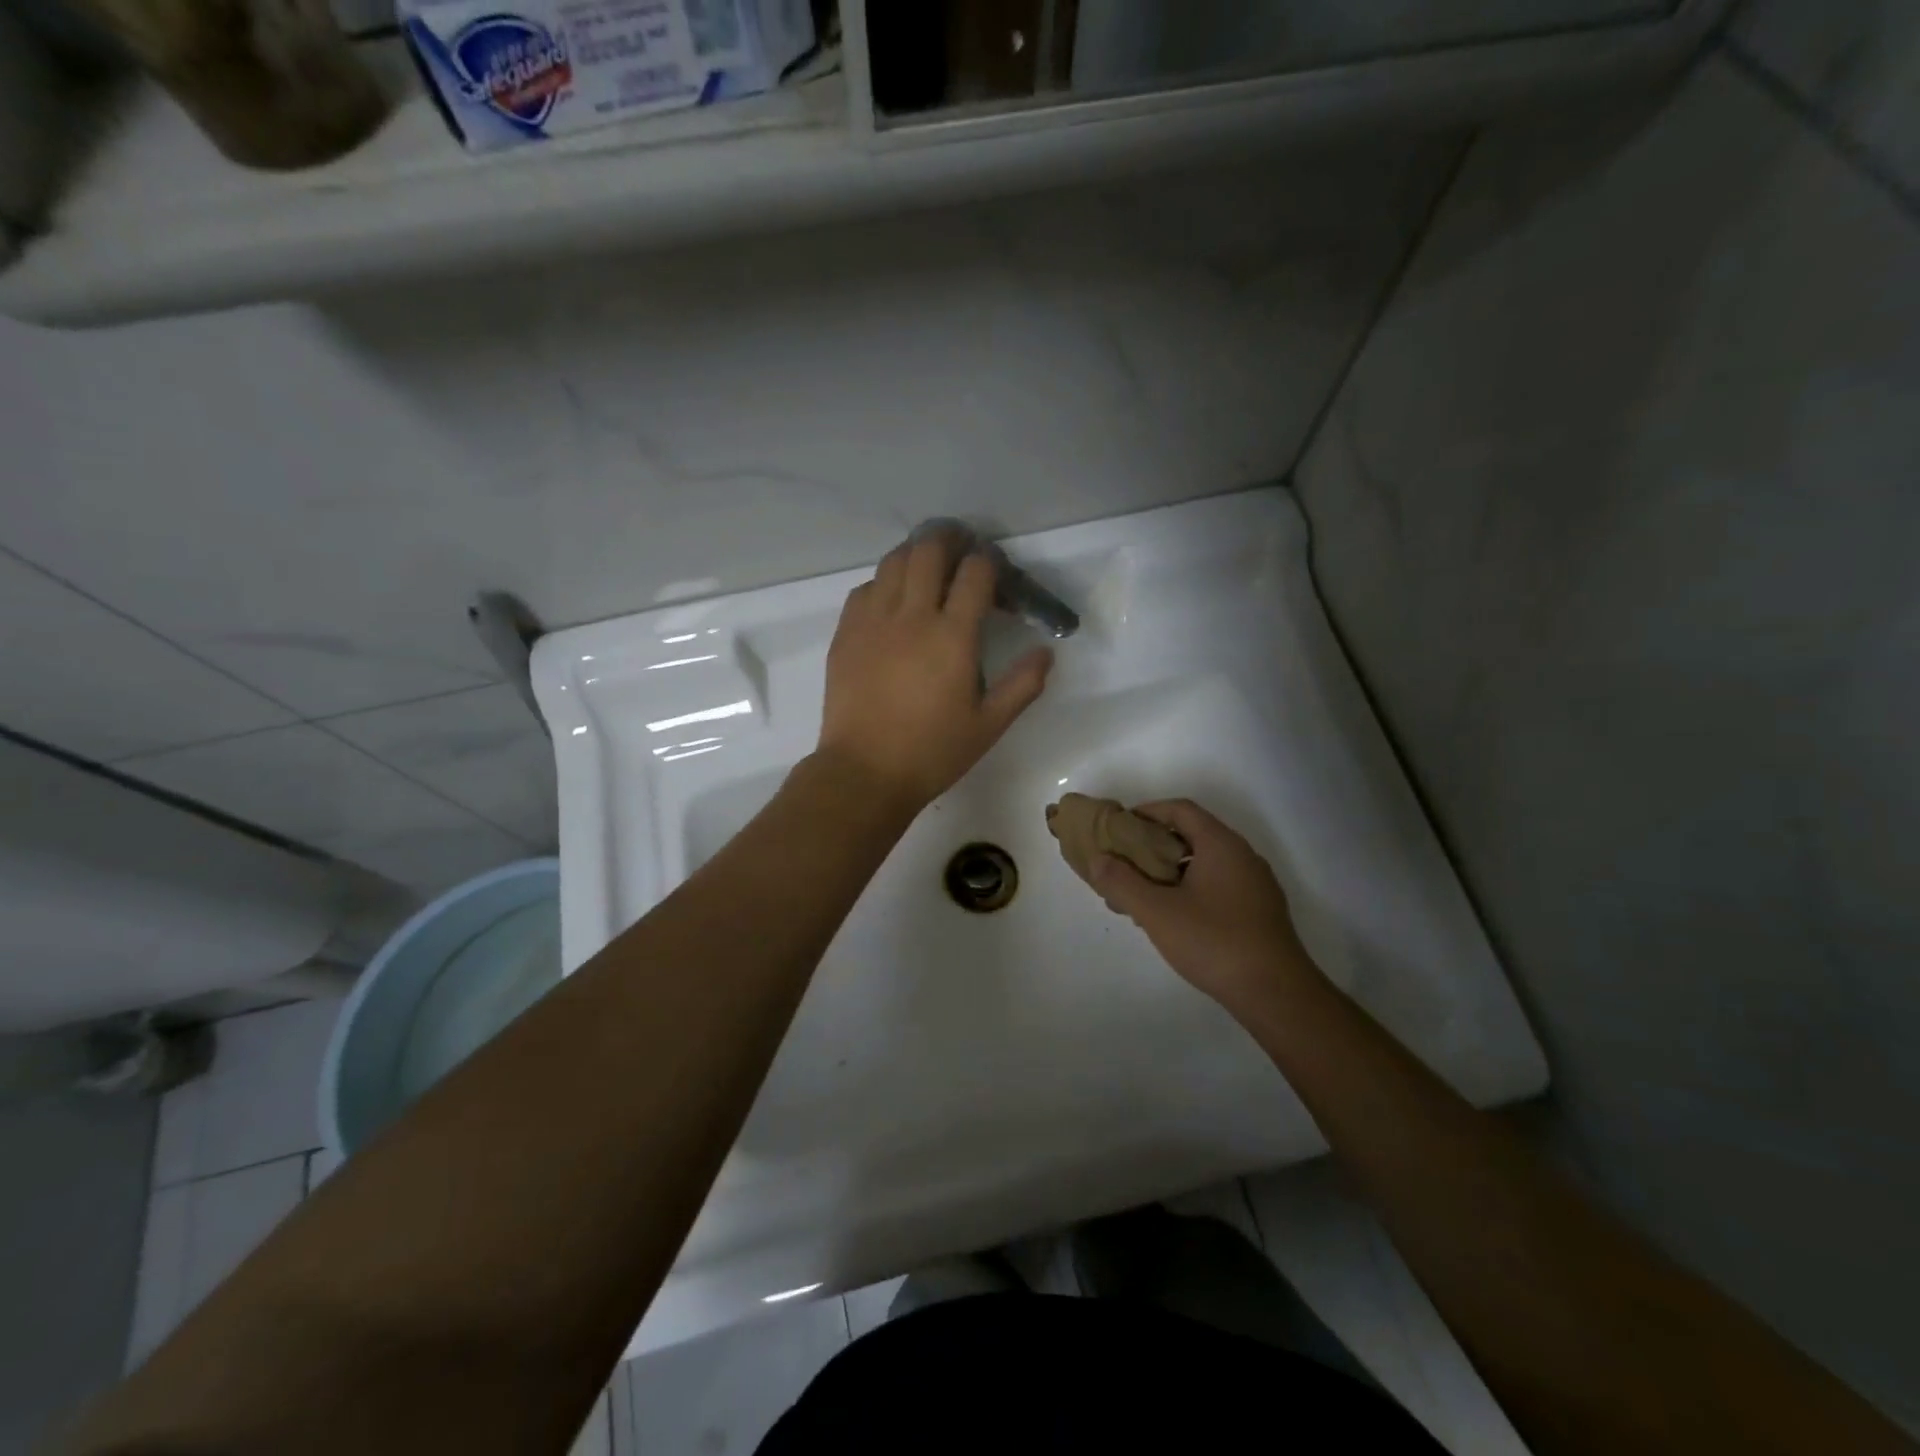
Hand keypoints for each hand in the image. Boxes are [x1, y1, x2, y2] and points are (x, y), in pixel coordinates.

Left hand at [818, 533, 1052, 809]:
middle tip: (963, 549)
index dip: (990, 563)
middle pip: (929, 550)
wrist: (864, 772)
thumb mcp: (989, 725)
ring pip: (893, 561)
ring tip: (928, 567)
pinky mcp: (846, 633)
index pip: (975, 573)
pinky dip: (885, 582)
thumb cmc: (932, 752)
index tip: (996, 575)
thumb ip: (1023, 685)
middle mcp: (911, 616)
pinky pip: (866, 588)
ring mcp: (873, 621)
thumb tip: (1046, 652)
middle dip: (951, 540)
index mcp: (952, 636)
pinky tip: (893, 601)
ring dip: (916, 554)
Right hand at [1089, 800, 1320, 1012]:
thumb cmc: (1214, 942)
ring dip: (1170, 871)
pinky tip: (1172, 918)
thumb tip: (1098, 860)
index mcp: (1221, 844)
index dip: (1147, 812)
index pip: (1180, 809)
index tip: (1119, 828)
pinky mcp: (1259, 911)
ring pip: (1204, 863)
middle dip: (1154, 846)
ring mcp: (1255, 884)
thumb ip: (1122, 882)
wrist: (1276, 994)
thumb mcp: (1157, 912)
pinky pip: (1217, 885)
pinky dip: (1189, 889)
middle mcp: (1242, 856)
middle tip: (1124, 864)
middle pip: (1192, 835)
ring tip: (1140, 895)